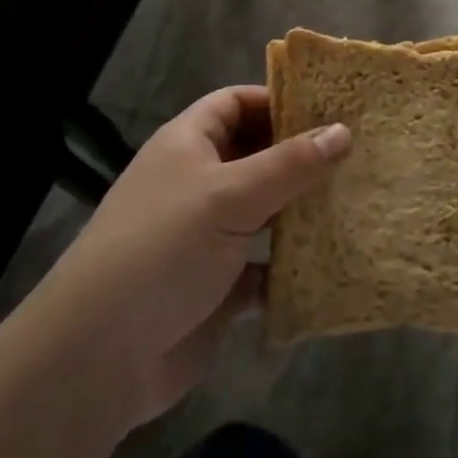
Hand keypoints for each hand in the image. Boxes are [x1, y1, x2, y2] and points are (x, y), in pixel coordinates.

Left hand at [43, 87, 348, 427]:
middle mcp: (197, 183)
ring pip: (265, 211)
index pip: (236, 102)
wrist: (99, 358)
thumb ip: (290, 164)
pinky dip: (292, 265)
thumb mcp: (231, 195)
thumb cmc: (164, 249)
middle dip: (301, 156)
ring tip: (357, 200)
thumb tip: (343, 130)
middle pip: (256, 155)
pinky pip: (265, 265)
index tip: (331, 107)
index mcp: (188, 145)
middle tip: (358, 154)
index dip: (279, 100)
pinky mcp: (218, 286)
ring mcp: (207, 236)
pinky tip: (333, 263)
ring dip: (302, 210)